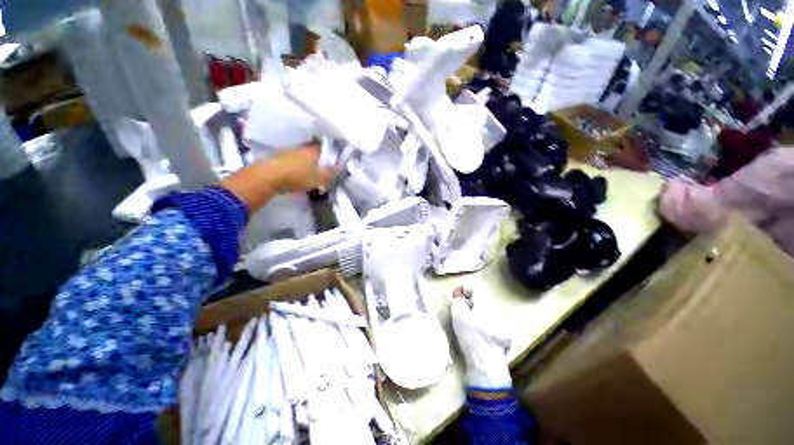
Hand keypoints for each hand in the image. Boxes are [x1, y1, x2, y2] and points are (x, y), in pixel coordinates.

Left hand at [265, 144, 334, 193]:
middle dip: (320, 161)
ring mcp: (290, 151)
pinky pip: (294, 161)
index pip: (327, 149)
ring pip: (304, 157)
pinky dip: (298, 167)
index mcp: (314, 150)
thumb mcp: (320, 178)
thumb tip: (341, 168)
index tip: (334, 165)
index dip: (332, 157)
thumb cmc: (299, 176)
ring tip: (311, 176)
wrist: (268, 176)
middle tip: (323, 173)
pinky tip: (298, 176)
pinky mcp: (279, 157)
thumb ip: (332, 173)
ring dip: (308, 164)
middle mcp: (303, 147)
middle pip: (315, 153)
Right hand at [450, 286, 511, 388]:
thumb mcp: (458, 315)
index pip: (477, 287)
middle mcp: (495, 311)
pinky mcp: (502, 339)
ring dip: (475, 315)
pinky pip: (489, 326)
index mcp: (485, 303)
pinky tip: (476, 336)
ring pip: (485, 313)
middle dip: (469, 303)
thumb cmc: (472, 335)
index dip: (465, 289)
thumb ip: (457, 302)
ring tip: (465, 324)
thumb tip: (458, 298)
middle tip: (459, 311)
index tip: (456, 297)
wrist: (487, 364)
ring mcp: (500, 325)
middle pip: (481, 300)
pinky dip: (481, 327)